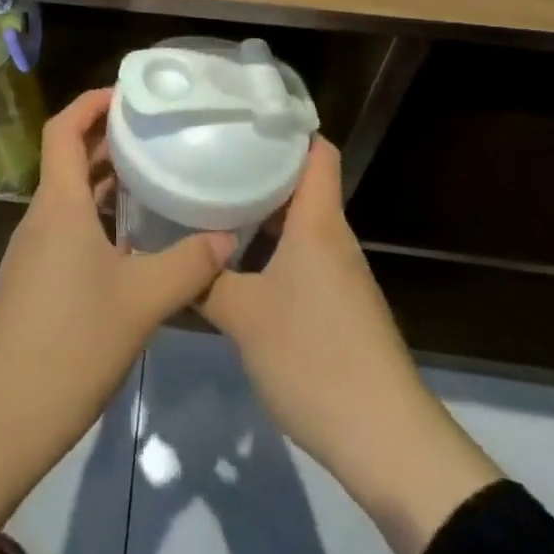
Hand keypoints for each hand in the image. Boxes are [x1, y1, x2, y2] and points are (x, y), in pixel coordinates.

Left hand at [0, 90, 231, 553]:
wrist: (0, 416)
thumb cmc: (70, 344)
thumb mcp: (141, 302)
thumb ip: (188, 265)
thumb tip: (226, 236)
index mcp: (59, 205)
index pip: (63, 129)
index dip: (90, 102)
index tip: (127, 94)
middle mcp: (42, 217)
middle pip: (68, 158)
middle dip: (106, 138)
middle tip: (155, 130)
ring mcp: (35, 250)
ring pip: (70, 197)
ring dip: (105, 180)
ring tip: (153, 176)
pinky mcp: (36, 281)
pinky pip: (69, 229)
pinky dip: (99, 218)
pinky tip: (135, 240)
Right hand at [200, 136, 501, 553]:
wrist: (385, 440)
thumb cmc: (314, 358)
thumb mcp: (243, 318)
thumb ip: (203, 282)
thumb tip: (168, 257)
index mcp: (318, 223)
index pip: (316, 151)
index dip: (286, 126)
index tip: (242, 113)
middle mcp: (333, 239)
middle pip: (302, 182)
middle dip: (259, 165)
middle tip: (209, 153)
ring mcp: (339, 274)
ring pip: (300, 222)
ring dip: (262, 209)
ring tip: (213, 198)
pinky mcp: (339, 306)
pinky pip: (302, 255)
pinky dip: (272, 245)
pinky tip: (237, 258)